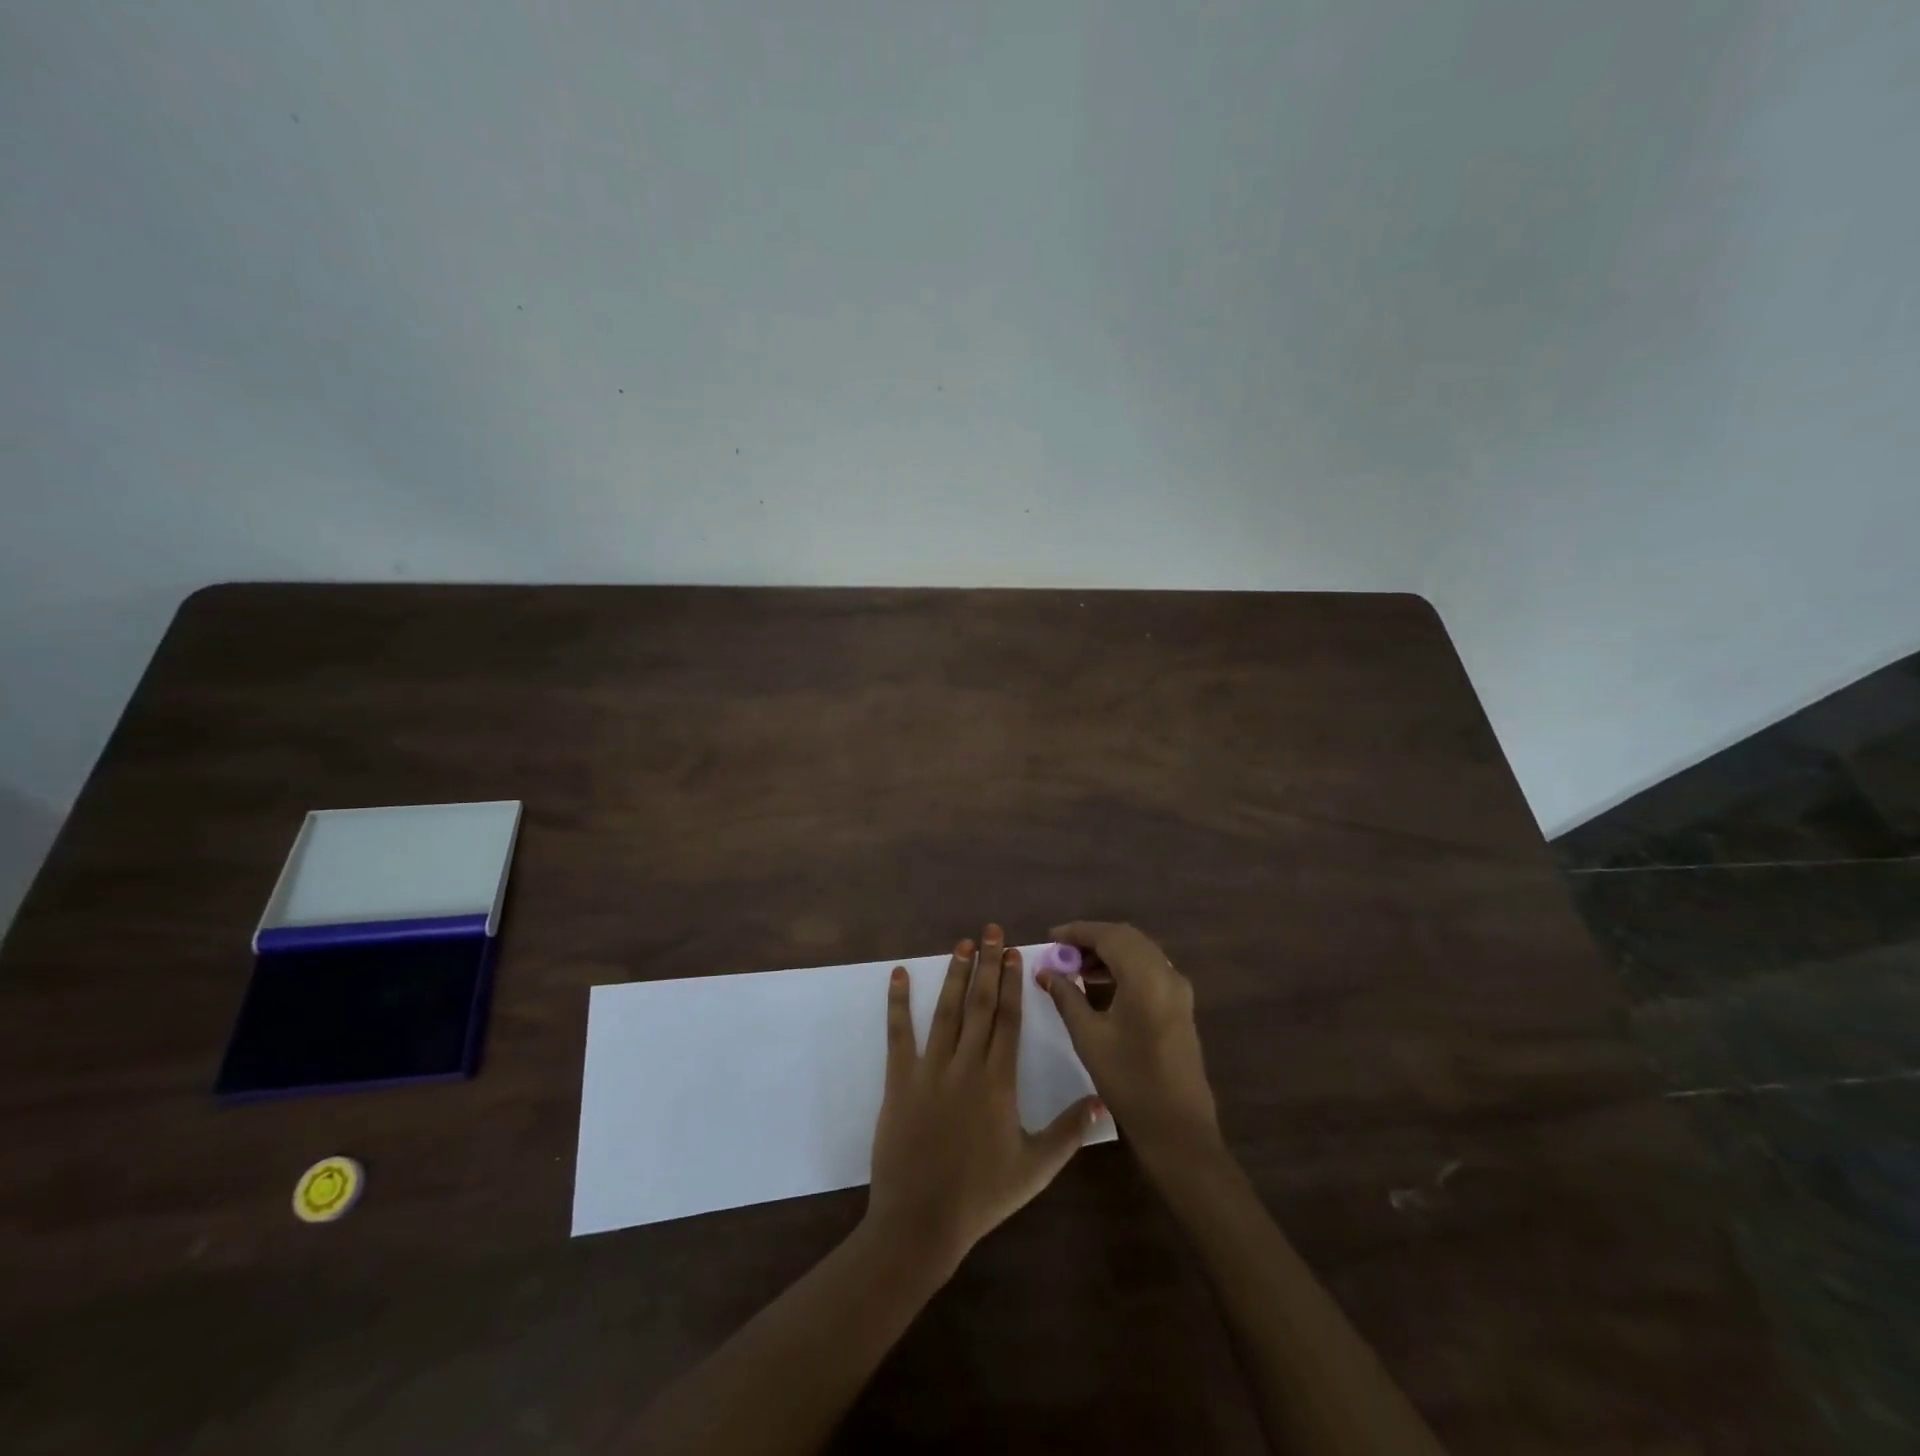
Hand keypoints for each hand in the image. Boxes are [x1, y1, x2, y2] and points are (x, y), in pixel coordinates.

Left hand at [866, 924, 1100, 1277]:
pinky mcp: (900, 1080)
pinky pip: (899, 1034)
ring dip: (955, 975)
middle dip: (987, 964)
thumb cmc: (982, 1195)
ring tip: (961, 944)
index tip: (1014, 953)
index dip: (1011, 983)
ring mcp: (930, 1069)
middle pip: (980, 1004)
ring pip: (946, 1011)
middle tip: (991, 931)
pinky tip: (899, 974)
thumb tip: (1102, 1101)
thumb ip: (1069, 1132)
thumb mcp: (1035, 1169)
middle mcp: (966, 1064)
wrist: (921, 1221)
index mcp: (999, 1081)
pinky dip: (898, 1002)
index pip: (1008, 1019)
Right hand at [1040, 922, 1220, 1169]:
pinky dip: (1124, 967)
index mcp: (1146, 977)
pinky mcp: (1181, 1004)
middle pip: (1127, 938)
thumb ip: (1066, 997)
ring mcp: (1178, 989)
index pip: (1109, 936)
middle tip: (1061, 952)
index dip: (1077, 932)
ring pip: (1140, 952)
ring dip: (1108, 953)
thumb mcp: (1088, 1037)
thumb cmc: (1129, 1081)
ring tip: (1076, 969)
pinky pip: (1150, 969)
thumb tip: (1045, 971)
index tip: (1050, 937)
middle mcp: (1167, 974)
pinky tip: (1101, 985)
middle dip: (1092, 939)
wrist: (1178, 1128)